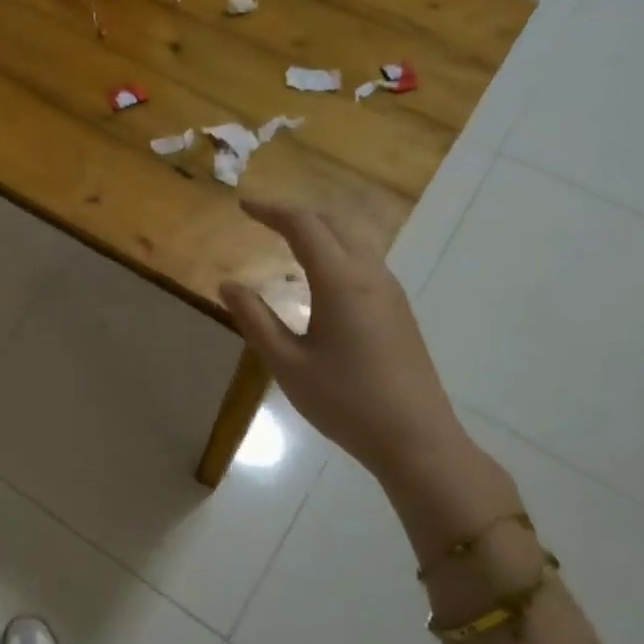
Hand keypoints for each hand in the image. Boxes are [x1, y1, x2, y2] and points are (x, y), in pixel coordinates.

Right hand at [219, 202, 469, 486]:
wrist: (416, 438)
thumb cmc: (344, 401)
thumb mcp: (287, 363)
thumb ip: (255, 319)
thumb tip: (227, 284)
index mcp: (340, 282)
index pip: (304, 226)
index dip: (272, 210)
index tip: (243, 205)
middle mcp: (370, 275)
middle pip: (333, 224)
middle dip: (295, 214)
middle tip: (261, 217)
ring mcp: (390, 291)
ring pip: (354, 239)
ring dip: (319, 230)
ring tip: (286, 239)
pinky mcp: (398, 309)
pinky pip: (364, 260)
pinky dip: (335, 249)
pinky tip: (319, 273)